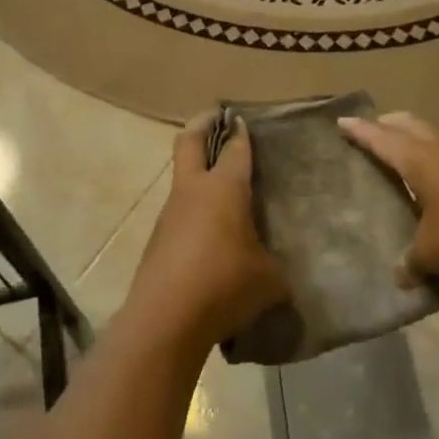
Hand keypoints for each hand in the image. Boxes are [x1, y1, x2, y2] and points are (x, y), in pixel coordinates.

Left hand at [126, 115, 290, 355]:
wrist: (165, 320)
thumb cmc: (224, 285)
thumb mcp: (269, 281)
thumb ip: (278, 269)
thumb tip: (281, 274)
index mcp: (224, 188)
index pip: (235, 148)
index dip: (241, 132)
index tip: (243, 120)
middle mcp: (194, 190)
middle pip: (189, 140)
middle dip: (202, 124)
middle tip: (215, 118)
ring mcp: (170, 213)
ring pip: (182, 178)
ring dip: (197, 173)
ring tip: (222, 192)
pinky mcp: (157, 239)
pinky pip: (178, 213)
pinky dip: (192, 212)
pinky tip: (209, 238)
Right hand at [339, 112, 438, 284]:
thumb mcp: (436, 253)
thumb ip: (413, 262)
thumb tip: (400, 276)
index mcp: (419, 160)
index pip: (381, 138)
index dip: (360, 131)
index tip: (340, 122)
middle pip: (409, 125)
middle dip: (388, 125)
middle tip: (370, 135)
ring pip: (431, 142)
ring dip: (412, 146)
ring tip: (397, 167)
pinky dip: (433, 170)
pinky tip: (432, 197)